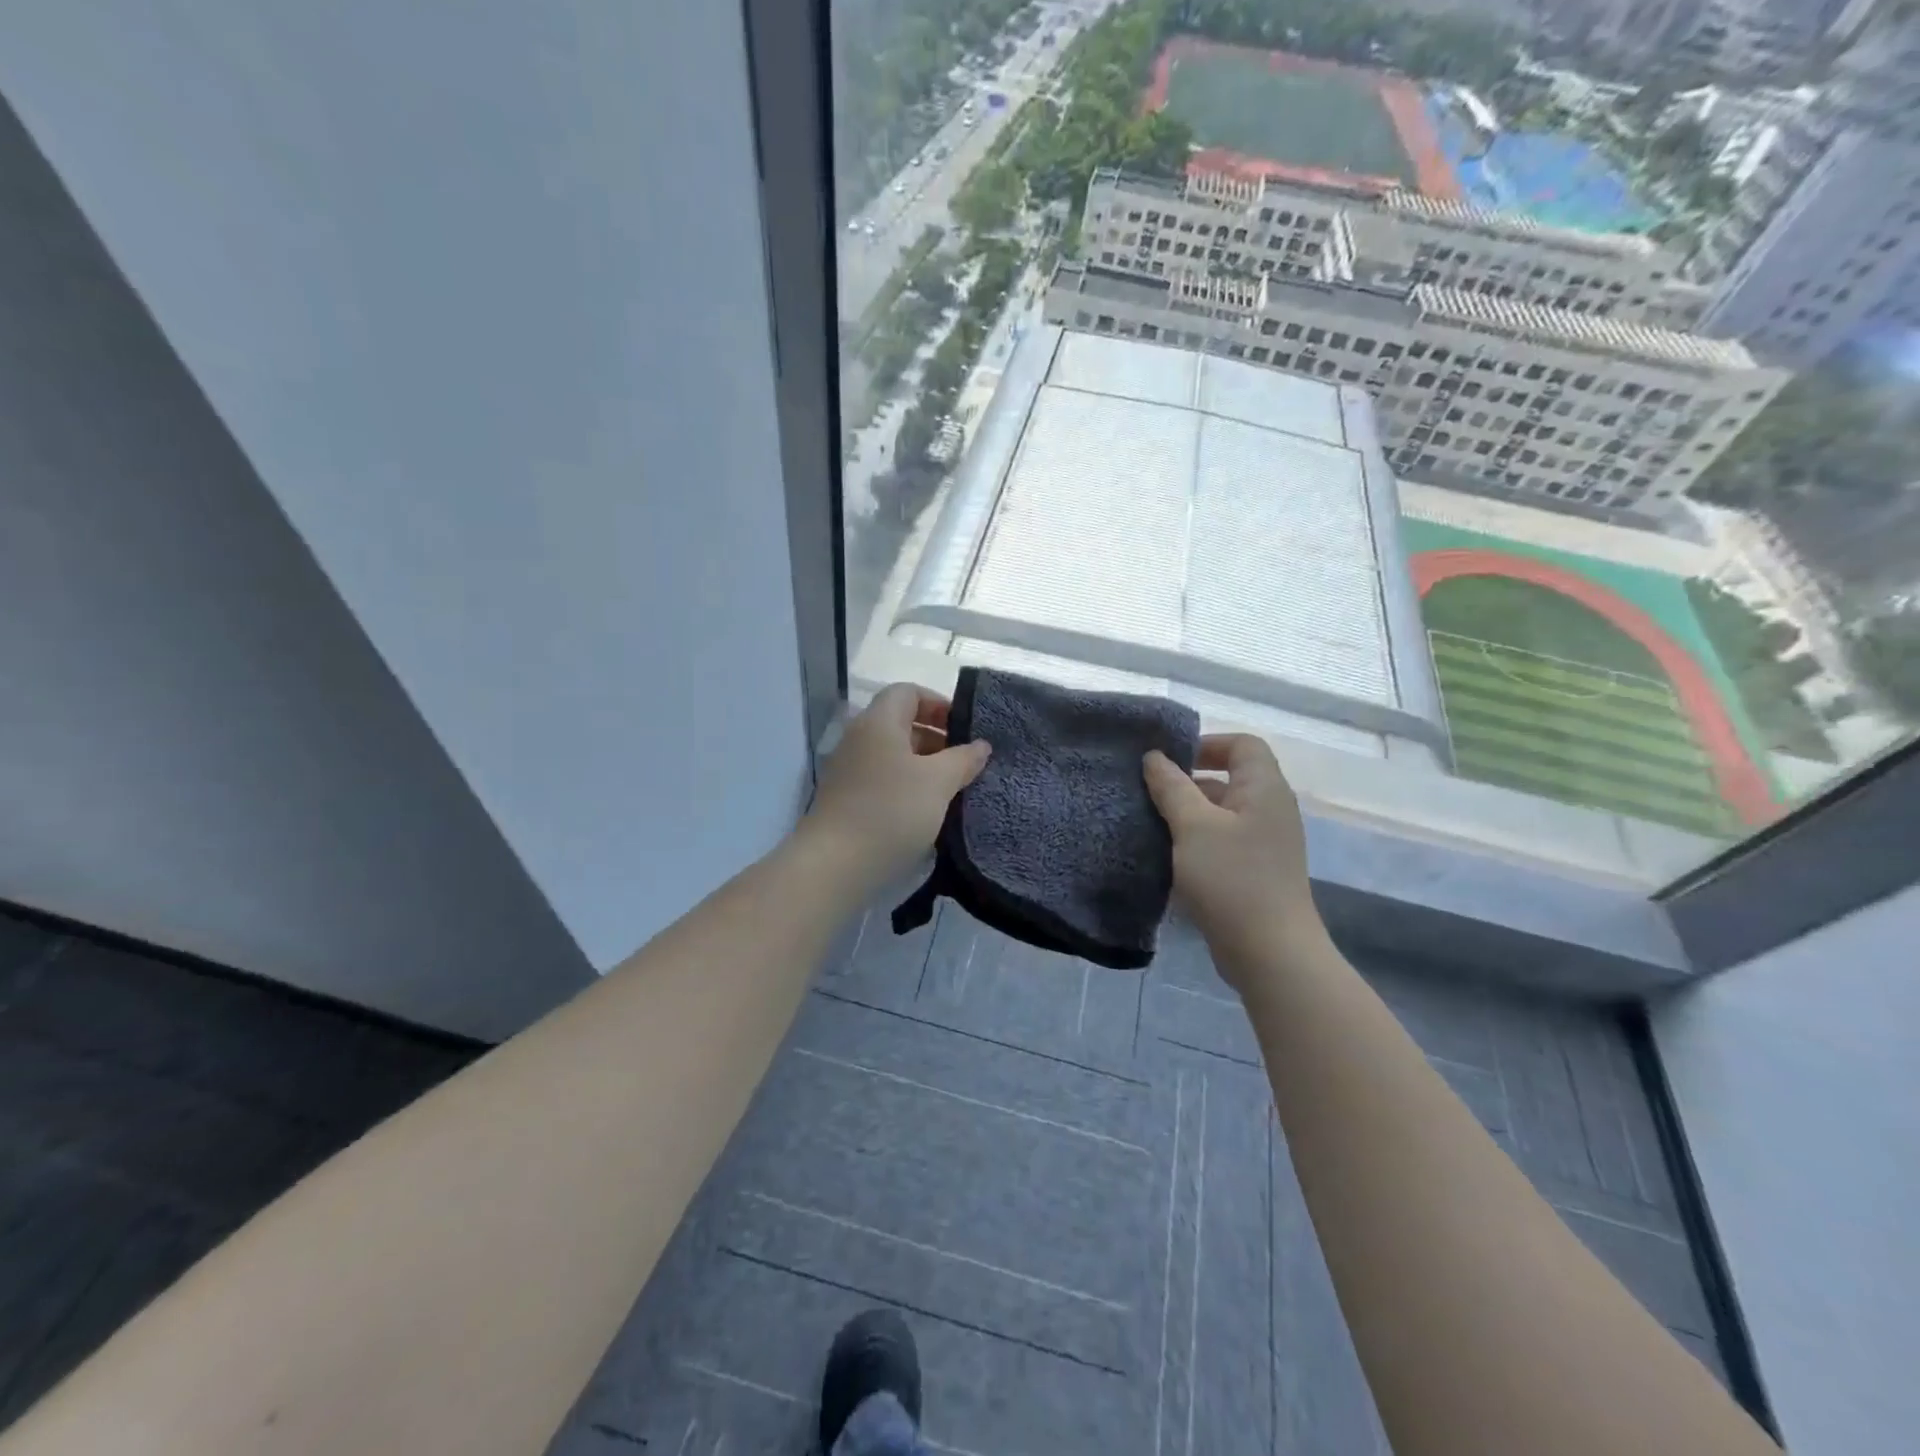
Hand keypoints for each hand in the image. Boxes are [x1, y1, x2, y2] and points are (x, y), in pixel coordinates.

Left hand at [804, 684, 990, 887]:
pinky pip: (882, 780)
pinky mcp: (846, 799)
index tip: (965, 730)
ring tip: (952, 789)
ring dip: (924, 766)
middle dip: (937, 738)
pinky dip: (906, 786)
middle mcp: (859, 738)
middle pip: (900, 723)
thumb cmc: (891, 812)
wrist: (835, 865)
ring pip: (893, 755)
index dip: (938, 704)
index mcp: (878, 722)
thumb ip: (963, 759)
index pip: (908, 692)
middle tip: (965, 763)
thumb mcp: (938, 783)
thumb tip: (980, 745)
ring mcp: (849, 770)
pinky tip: (926, 811)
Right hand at [1142, 735, 1322, 984]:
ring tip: (1149, 823)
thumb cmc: (1232, 879)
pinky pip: (1222, 841)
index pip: (1242, 744)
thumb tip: (1154, 757)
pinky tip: (1167, 856)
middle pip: (1230, 777)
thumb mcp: (1193, 826)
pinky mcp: (1254, 872)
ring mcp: (1264, 843)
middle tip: (1148, 792)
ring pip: (1221, 813)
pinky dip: (1195, 841)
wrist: (1270, 953)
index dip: (1206, 744)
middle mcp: (1270, 810)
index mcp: (1264, 789)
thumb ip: (1172, 787)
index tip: (1168, 761)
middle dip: (1187, 781)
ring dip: (1187, 814)